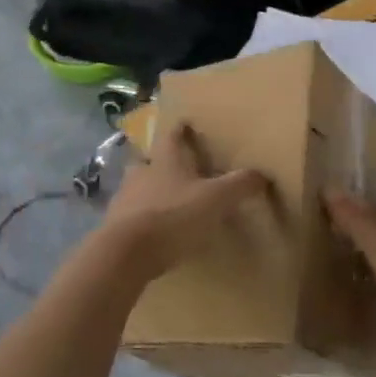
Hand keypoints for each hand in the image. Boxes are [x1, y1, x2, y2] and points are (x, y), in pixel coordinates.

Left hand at [98, 120, 269, 277]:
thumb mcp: (215, 200)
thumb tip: (262, 174)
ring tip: (162, 203)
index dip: (179, 130)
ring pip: (135, 189)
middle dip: (157, 163)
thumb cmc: (173, 217)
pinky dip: (139, 221)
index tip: (183, 123)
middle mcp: (141, 175)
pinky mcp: (113, 228)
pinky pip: (128, 218)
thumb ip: (238, 186)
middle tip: (171, 169)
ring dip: (146, 192)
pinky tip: (150, 233)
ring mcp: (123, 201)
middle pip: (147, 162)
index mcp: (165, 162)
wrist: (126, 253)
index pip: (172, 137)